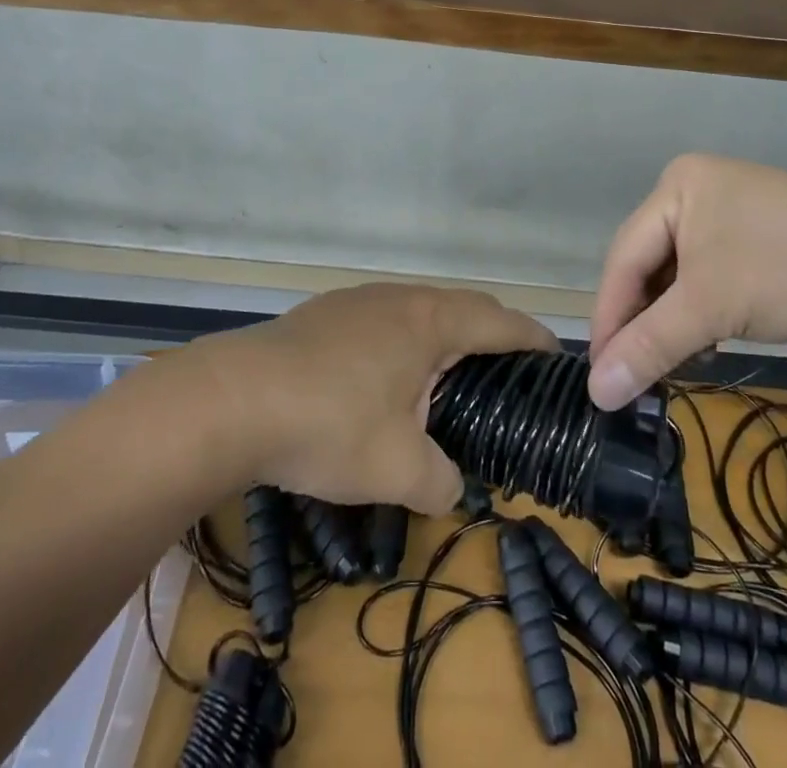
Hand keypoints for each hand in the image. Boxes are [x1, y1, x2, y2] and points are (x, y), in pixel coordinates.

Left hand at [195, 283, 557, 513]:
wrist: (232, 399)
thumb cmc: (329, 425)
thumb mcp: (397, 469)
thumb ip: (441, 482)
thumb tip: (452, 487)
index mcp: (430, 322)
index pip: (498, 321)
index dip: (531, 336)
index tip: (555, 355)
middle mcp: (399, 298)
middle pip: (461, 307)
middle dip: (491, 334)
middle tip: (509, 371)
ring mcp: (358, 300)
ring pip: (418, 310)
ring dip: (443, 336)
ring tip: (449, 375)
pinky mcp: (324, 314)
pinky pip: (383, 319)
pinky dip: (403, 341)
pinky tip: (384, 378)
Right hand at [587, 154, 786, 408]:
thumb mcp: (710, 308)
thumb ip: (648, 346)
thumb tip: (596, 392)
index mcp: (676, 185)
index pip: (624, 256)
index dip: (610, 316)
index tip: (600, 373)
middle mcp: (697, 187)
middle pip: (651, 261)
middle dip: (644, 318)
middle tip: (633, 372)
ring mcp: (732, 205)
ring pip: (681, 270)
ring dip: (673, 317)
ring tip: (671, 361)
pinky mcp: (760, 230)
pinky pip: (711, 270)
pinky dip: (703, 307)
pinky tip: (707, 339)